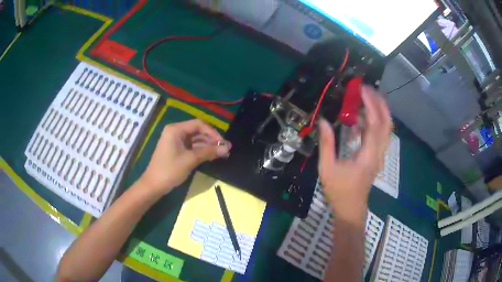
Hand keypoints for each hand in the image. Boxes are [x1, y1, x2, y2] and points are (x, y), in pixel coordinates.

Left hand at [140, 119, 230, 195]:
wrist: (153, 185)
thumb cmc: (170, 170)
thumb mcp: (190, 160)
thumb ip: (208, 152)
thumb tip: (227, 148)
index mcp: (176, 129)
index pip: (198, 124)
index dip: (212, 132)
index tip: (222, 143)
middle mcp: (175, 132)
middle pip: (197, 131)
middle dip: (211, 140)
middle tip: (225, 149)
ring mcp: (176, 141)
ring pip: (196, 140)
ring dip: (208, 146)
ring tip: (222, 154)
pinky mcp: (176, 150)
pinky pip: (191, 147)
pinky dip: (201, 151)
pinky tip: (211, 156)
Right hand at [318, 86, 391, 216]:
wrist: (351, 208)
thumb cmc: (339, 191)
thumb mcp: (327, 168)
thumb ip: (326, 144)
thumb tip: (323, 121)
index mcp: (368, 155)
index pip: (374, 124)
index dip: (370, 105)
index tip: (362, 90)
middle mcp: (378, 153)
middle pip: (387, 123)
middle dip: (380, 103)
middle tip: (368, 89)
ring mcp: (380, 155)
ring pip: (386, 129)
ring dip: (379, 111)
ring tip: (367, 98)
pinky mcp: (377, 157)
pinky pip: (381, 135)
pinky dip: (375, 122)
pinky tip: (363, 117)